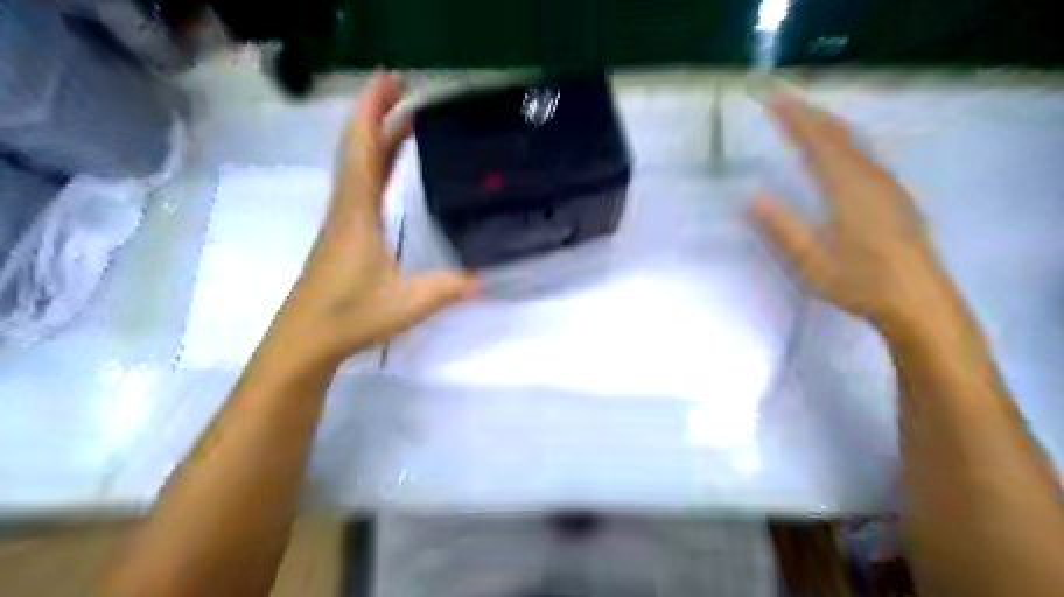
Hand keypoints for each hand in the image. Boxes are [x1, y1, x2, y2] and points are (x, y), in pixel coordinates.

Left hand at [270, 72, 475, 365]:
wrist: (306, 340)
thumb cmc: (350, 316)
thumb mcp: (408, 303)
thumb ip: (448, 288)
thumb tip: (487, 279)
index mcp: (358, 214)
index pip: (363, 150)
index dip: (373, 111)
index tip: (391, 79)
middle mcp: (346, 208)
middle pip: (357, 148)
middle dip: (376, 112)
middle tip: (402, 86)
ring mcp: (342, 221)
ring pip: (355, 165)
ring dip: (374, 136)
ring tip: (402, 118)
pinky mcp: (343, 234)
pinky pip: (358, 185)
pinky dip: (373, 163)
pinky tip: (388, 168)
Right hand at [752, 95, 961, 333]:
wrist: (919, 302)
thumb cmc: (861, 284)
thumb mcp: (812, 263)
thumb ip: (783, 228)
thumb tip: (751, 198)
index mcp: (847, 190)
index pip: (816, 143)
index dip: (793, 119)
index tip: (772, 100)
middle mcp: (870, 178)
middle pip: (838, 135)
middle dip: (808, 114)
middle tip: (782, 99)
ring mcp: (887, 185)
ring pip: (855, 142)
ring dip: (828, 123)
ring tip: (806, 114)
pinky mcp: (895, 195)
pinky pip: (865, 153)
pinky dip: (844, 139)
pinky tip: (840, 147)